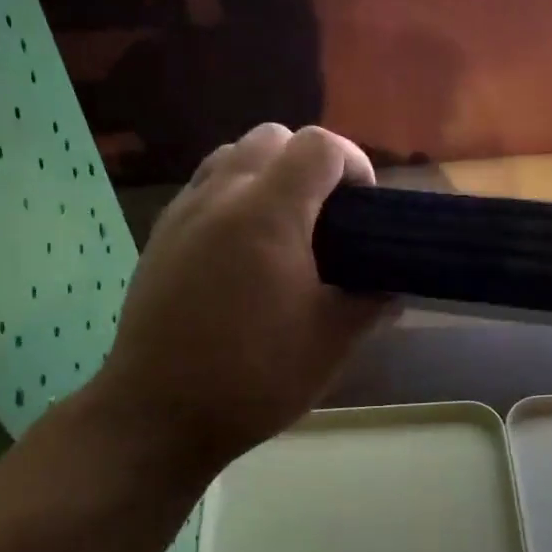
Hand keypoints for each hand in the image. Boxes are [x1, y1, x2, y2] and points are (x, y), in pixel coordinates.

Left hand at [92, 124, 391, 477]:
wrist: (159, 413)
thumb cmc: (254, 377)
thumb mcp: (331, 343)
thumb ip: (370, 302)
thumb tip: (392, 287)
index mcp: (269, 213)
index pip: (318, 146)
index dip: (353, 164)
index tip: (364, 209)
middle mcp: (221, 195)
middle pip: (272, 137)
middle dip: (310, 163)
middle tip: (327, 218)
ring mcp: (183, 212)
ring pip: (232, 156)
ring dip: (268, 174)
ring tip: (285, 228)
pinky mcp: (160, 235)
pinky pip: (204, 188)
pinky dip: (234, 196)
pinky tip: (243, 251)